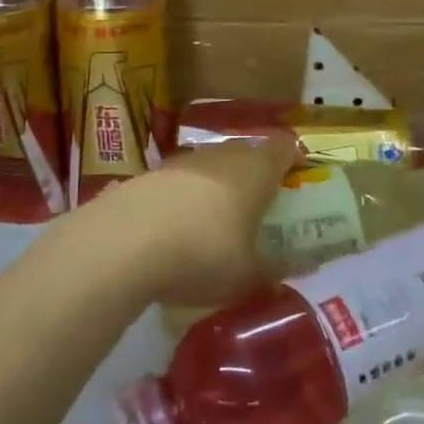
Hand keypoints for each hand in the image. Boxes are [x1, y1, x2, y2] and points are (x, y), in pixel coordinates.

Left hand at [91, 132, 298, 307]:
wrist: (124, 243)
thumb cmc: (204, 253)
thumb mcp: (248, 276)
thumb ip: (275, 271)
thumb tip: (299, 267)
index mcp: (256, 169)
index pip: (284, 148)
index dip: (293, 160)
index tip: (298, 179)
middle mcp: (221, 155)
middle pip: (246, 154)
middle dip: (254, 176)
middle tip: (259, 207)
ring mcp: (181, 161)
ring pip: (210, 166)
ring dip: (216, 187)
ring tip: (216, 222)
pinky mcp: (148, 175)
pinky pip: (178, 183)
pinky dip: (183, 200)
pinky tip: (176, 230)